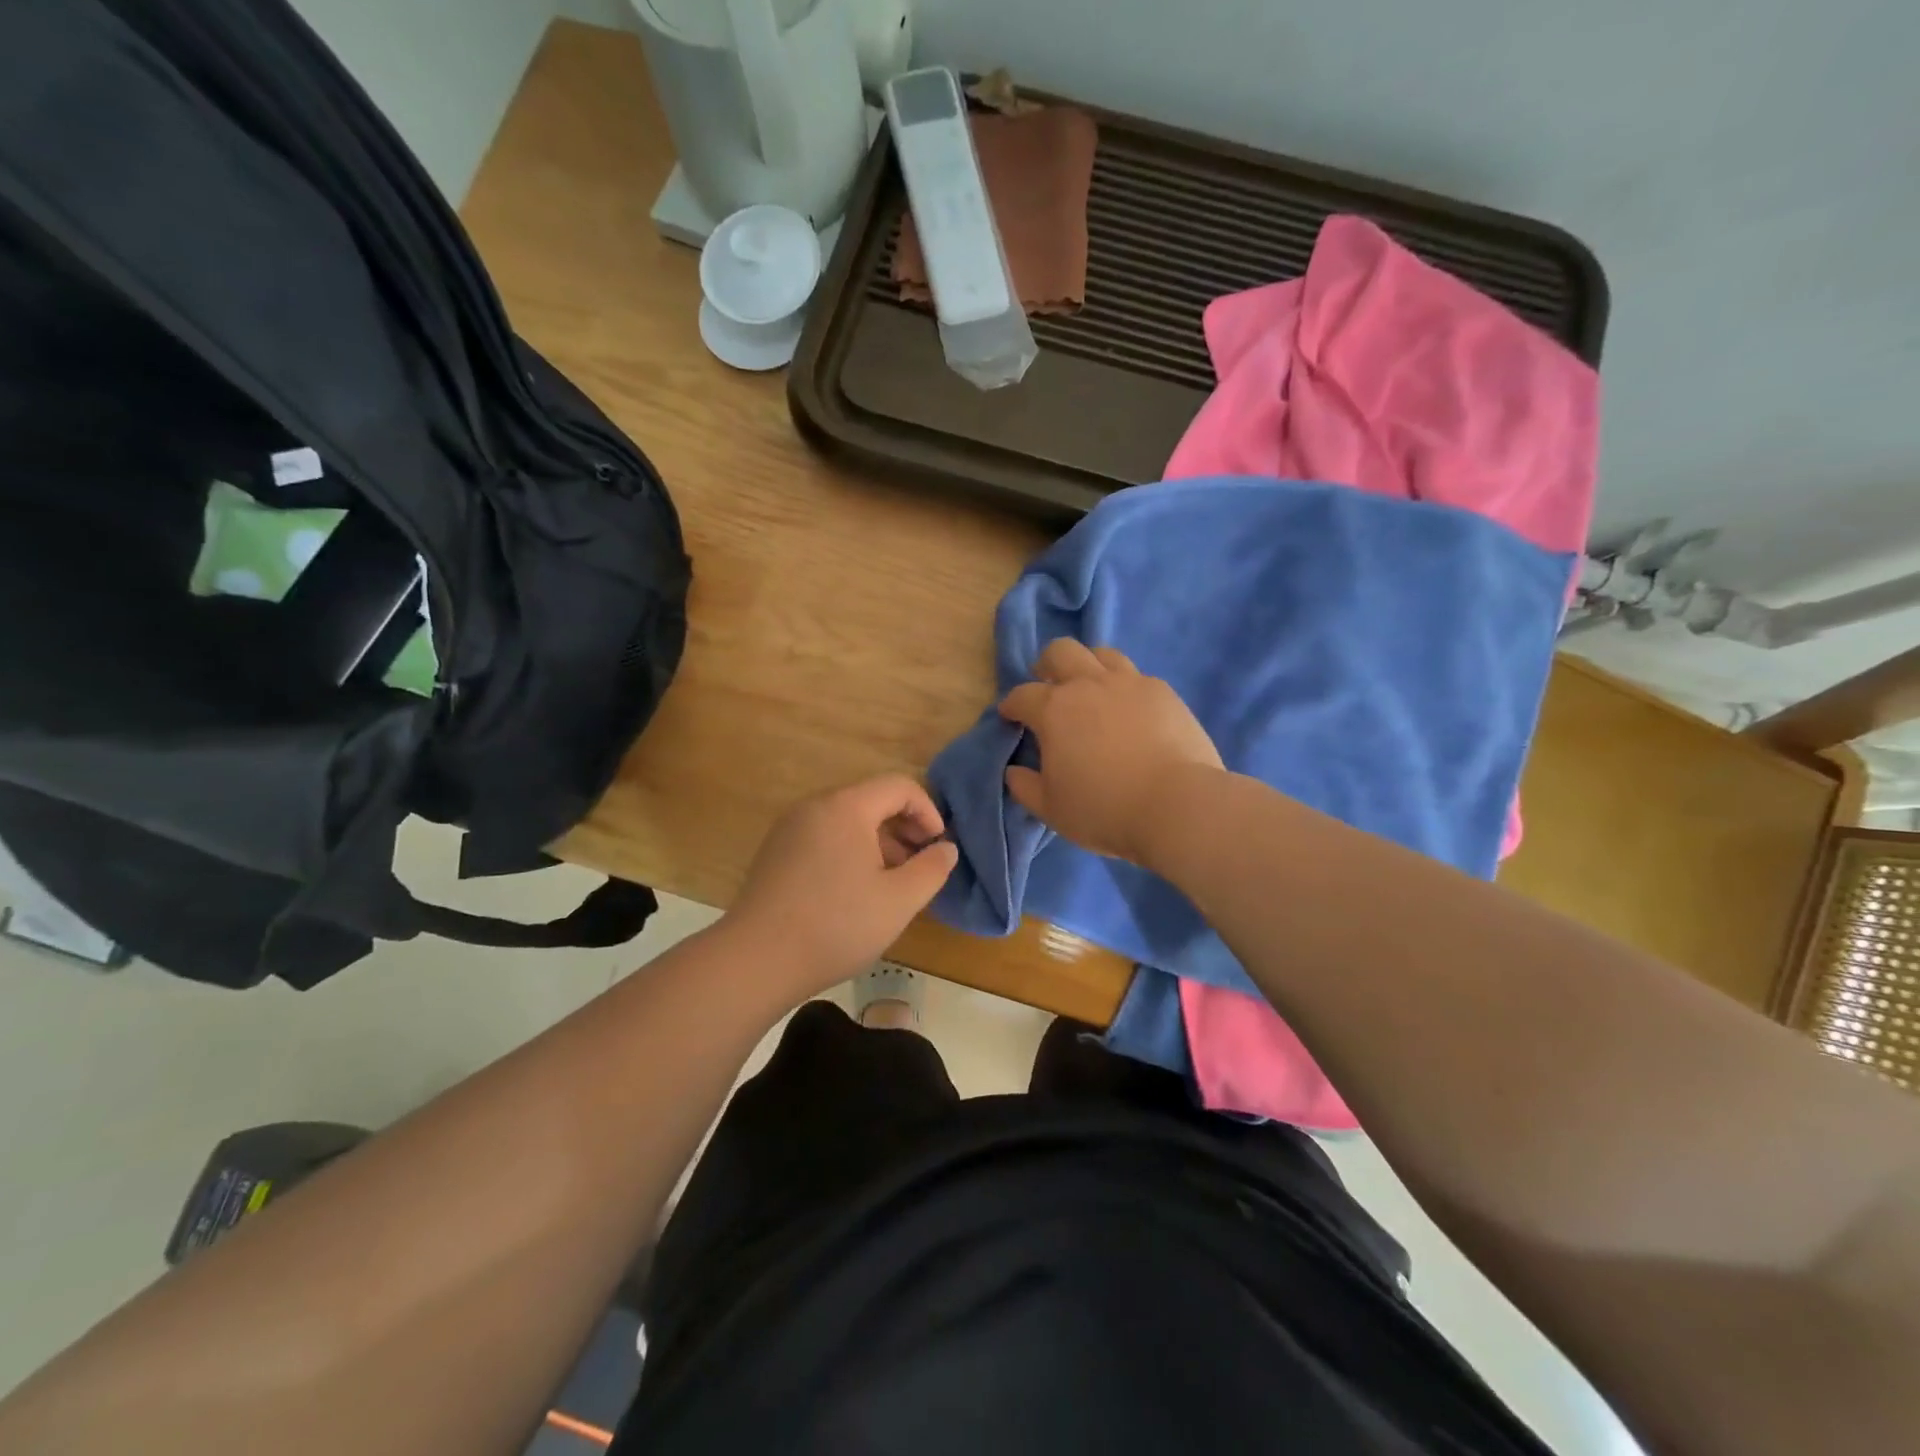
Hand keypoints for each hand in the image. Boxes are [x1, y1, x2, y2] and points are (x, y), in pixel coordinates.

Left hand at [726, 775, 960, 995]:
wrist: (755, 960)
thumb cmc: (836, 925)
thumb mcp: (898, 901)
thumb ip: (931, 869)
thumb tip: (946, 848)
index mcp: (846, 807)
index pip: (898, 786)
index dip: (927, 811)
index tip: (938, 846)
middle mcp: (814, 807)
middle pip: (871, 800)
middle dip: (904, 827)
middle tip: (920, 865)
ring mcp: (789, 829)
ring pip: (847, 820)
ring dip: (878, 841)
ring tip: (893, 882)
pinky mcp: (775, 853)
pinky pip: (824, 837)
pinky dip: (850, 851)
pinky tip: (856, 892)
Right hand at [998, 640, 1222, 864]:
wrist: (1176, 805)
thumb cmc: (1104, 809)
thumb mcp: (1052, 809)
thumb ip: (1025, 787)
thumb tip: (1014, 771)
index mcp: (1054, 710)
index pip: (1022, 695)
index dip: (1012, 705)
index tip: (1010, 716)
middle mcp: (1089, 685)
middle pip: (1061, 652)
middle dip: (1047, 665)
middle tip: (1048, 686)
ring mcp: (1130, 683)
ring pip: (1102, 654)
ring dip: (1089, 666)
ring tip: (1091, 689)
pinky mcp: (1163, 692)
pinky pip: (1137, 676)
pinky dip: (1124, 687)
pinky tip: (1129, 710)